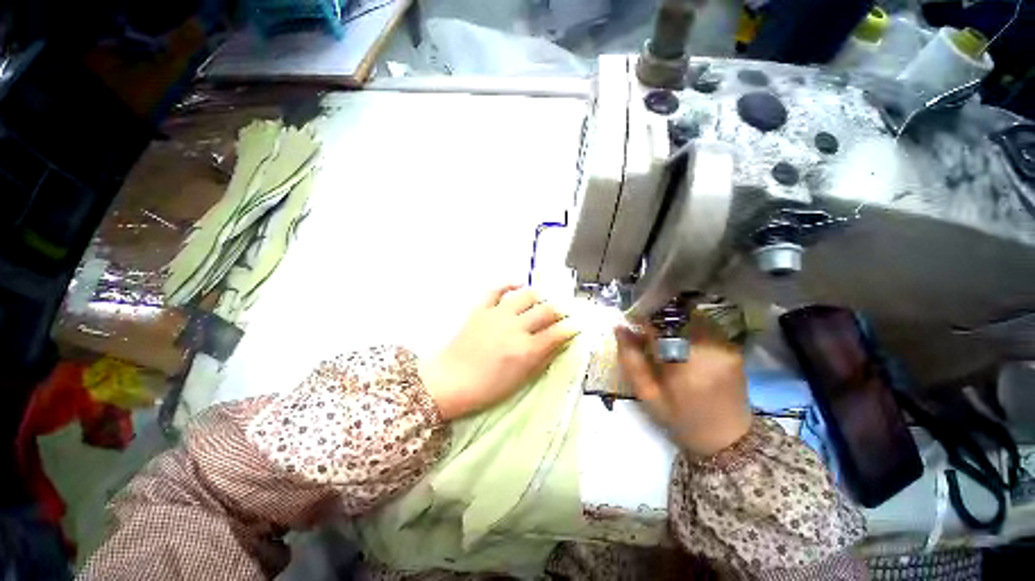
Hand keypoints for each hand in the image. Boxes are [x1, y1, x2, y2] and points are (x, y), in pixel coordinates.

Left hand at [420, 285, 577, 420]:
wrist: (449, 381)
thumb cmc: (487, 388)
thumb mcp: (520, 380)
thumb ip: (542, 359)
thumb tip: (558, 344)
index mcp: (526, 349)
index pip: (557, 333)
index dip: (570, 328)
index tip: (575, 326)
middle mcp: (515, 327)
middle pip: (546, 310)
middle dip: (559, 310)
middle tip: (561, 313)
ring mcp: (497, 315)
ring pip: (526, 295)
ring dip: (539, 296)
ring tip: (542, 301)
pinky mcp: (481, 309)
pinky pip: (497, 289)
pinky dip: (509, 284)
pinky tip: (518, 284)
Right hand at [614, 324, 751, 457]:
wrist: (727, 439)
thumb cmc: (681, 419)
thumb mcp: (647, 394)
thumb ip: (630, 359)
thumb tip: (619, 327)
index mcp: (686, 365)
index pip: (659, 326)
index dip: (641, 319)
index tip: (630, 321)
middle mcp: (710, 349)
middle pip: (676, 316)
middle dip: (656, 318)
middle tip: (645, 331)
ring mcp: (725, 345)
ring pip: (690, 316)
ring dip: (672, 321)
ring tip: (662, 336)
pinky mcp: (732, 345)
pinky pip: (704, 324)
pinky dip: (687, 326)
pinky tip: (681, 341)